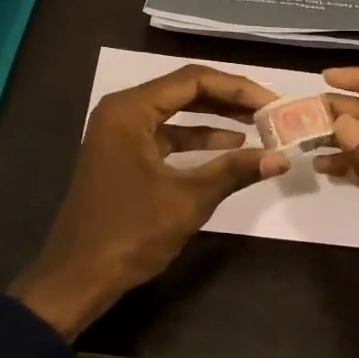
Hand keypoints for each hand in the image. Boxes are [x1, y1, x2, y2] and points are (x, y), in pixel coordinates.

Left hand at [10, 65, 287, 339]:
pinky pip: (165, 135)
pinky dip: (196, 140)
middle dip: (229, 100)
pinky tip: (229, 149)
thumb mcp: (188, 200)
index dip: (238, 88)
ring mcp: (119, 133)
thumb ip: (234, 171)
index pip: (193, 80)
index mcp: (130, 110)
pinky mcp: (122, 154)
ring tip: (258, 126)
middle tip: (270, 111)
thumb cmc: (130, 233)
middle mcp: (122, 111)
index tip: (273, 102)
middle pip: (184, 91)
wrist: (77, 276)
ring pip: (176, 112)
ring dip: (215, 118)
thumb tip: (281, 158)